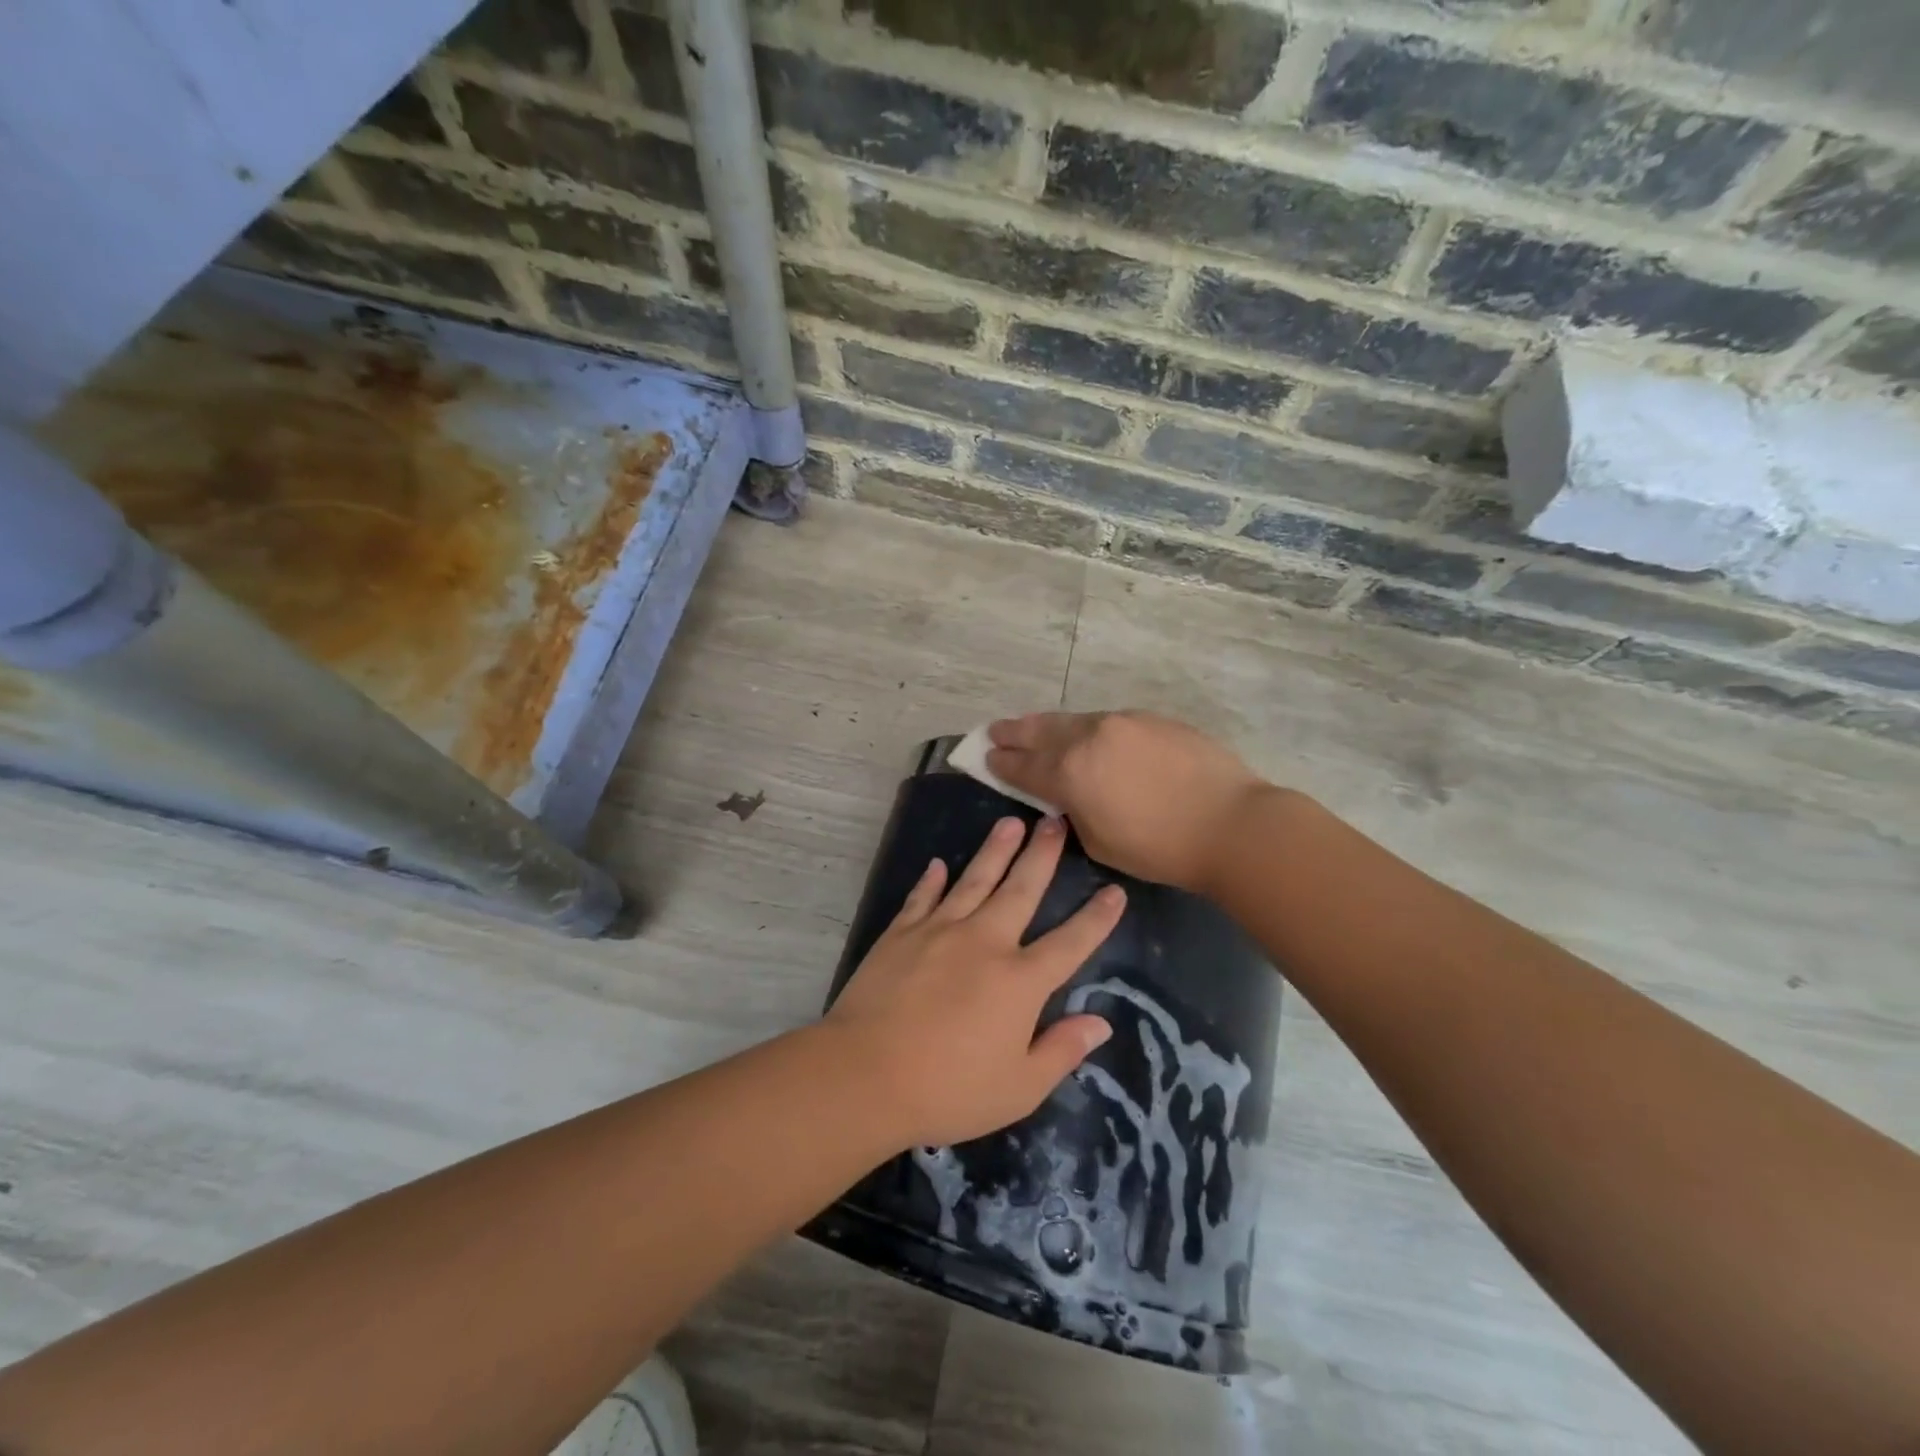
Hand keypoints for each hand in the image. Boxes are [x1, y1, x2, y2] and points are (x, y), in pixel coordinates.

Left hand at [825, 814, 1125, 1148]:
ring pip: (974, 880)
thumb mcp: (1019, 1088)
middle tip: (1055, 819)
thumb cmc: (948, 1090)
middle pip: (1021, 889)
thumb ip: (1062, 1051)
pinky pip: (922, 898)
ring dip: (995, 850)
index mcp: (1020, 981)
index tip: (1115, 890)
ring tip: (1011, 822)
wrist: (865, 1074)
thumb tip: (1100, 1022)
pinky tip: (937, 864)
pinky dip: (930, 880)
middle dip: (1042, 854)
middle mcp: (985, 942)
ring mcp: (940, 931)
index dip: (1097, 917)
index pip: (1071, 942)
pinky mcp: (901, 933)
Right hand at [986, 711, 1269, 894]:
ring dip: (1048, 726)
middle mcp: (1089, 737)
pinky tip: (1088, 736)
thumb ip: (1074, 814)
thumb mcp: (1100, 843)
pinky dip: (1087, 728)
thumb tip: (1068, 798)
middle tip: (995, 731)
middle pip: (1041, 730)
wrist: (1231, 823)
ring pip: (1074, 720)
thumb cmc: (1160, 848)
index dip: (1001, 763)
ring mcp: (1123, 722)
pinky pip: (1108, 721)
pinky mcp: (1152, 719)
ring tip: (1032, 727)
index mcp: (1071, 772)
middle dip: (1014, 732)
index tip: (985, 757)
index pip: (1024, 765)